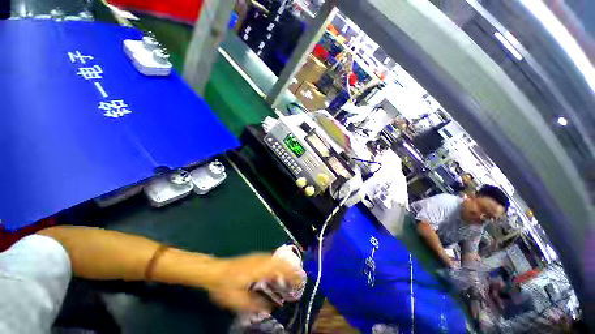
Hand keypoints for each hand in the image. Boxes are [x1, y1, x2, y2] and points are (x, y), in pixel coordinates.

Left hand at [204, 253, 301, 312]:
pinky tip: (273, 278)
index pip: (283, 269)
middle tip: (296, 285)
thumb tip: (271, 308)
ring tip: (288, 282)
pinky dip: (276, 268)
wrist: (210, 271)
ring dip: (284, 270)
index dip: (294, 277)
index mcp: (260, 269)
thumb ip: (256, 305)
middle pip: (282, 262)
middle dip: (292, 273)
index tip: (300, 286)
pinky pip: (269, 261)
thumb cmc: (224, 286)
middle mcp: (260, 261)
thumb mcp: (239, 300)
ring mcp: (255, 258)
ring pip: (276, 260)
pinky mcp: (251, 259)